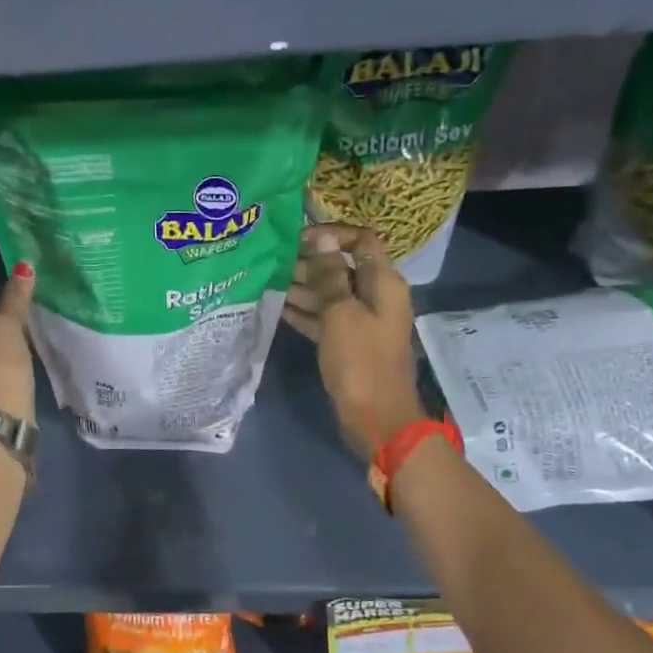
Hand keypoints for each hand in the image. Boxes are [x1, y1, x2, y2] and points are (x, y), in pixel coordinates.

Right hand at [283, 224, 424, 459]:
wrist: (375, 417)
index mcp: (383, 283)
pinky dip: (305, 312)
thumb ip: (330, 275)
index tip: (299, 240)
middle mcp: (376, 296)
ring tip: (269, 283)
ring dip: (303, 288)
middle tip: (275, 264)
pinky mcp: (349, 343)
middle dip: (311, 263)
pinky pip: (325, 318)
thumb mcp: (341, 313)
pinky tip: (278, 308)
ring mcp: (362, 321)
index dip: (332, 235)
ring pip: (331, 294)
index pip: (362, 241)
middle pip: (343, 267)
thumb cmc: (360, 360)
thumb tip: (323, 240)